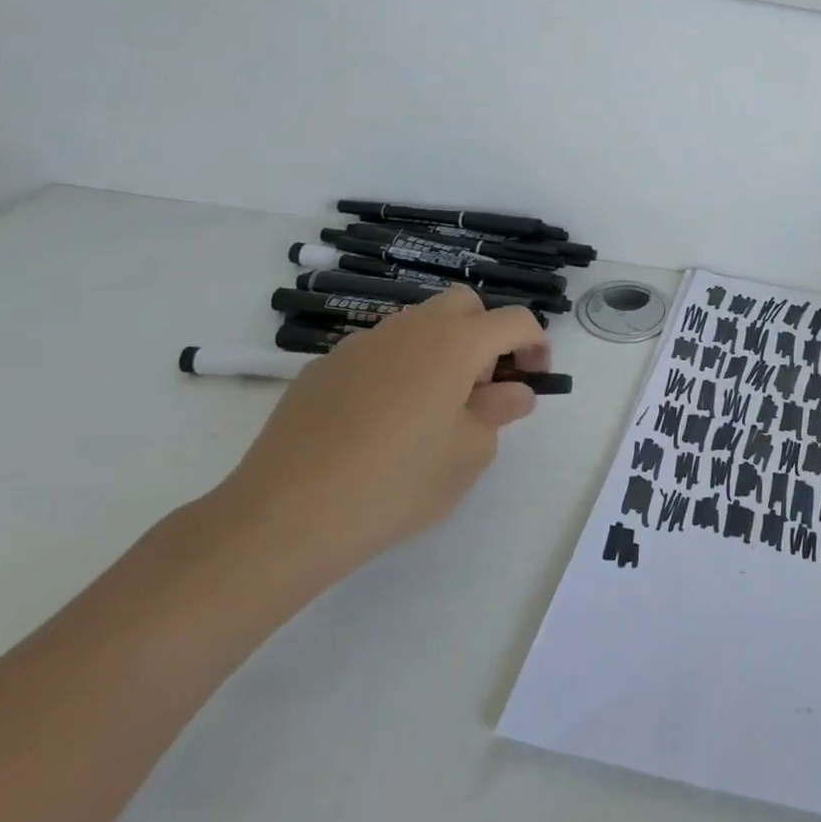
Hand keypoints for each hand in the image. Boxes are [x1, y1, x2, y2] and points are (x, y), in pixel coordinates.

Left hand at [204, 288, 549, 593]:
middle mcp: (409, 329)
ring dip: (441, 351)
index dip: (536, 345)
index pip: (515, 320)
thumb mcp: (470, 453)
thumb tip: (512, 392)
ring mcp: (360, 345)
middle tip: (483, 387)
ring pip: (417, 326)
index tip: (534, 382)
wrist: (284, 516)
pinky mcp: (322, 369)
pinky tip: (382, 424)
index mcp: (455, 343)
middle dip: (487, 335)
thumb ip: (500, 412)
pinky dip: (398, 371)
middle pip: (464, 305)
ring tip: (433, 410)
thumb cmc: (398, 482)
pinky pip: (378, 353)